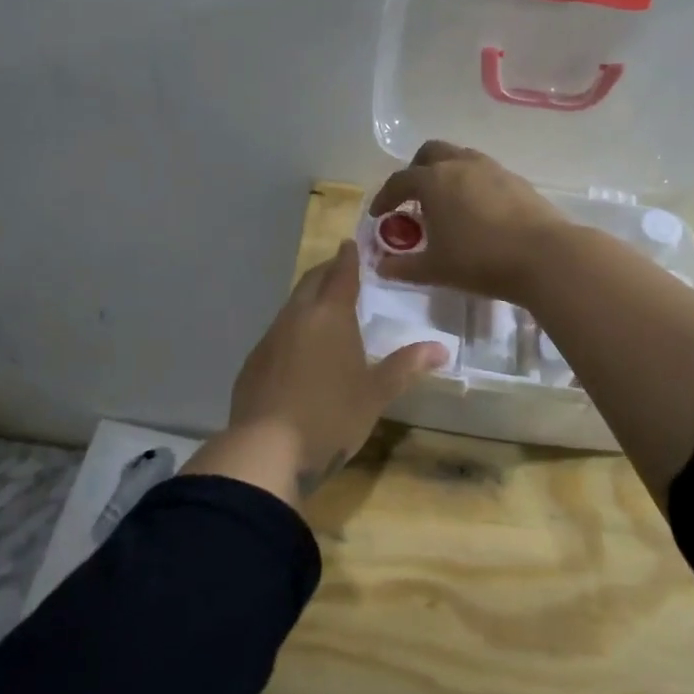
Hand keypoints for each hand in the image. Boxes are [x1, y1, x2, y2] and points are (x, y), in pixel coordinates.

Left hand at [182, 240, 446, 504]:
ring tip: (325, 309)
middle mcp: (296, 317)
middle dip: (327, 272)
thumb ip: (405, 366)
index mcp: (329, 316)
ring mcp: (269, 338)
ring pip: (291, 307)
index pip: (341, 273)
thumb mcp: (375, 394)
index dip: (349, 257)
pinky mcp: (253, 362)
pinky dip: (293, 330)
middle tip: (342, 271)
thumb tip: (441, 348)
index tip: (352, 244)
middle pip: (311, 282)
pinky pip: (277, 334)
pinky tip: (300, 351)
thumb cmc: (331, 416)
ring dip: (308, 300)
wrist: (266, 449)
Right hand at [368, 141, 569, 303]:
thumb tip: (380, 266)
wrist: (544, 257)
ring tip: (445, 204)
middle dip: (416, 171)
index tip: (379, 215)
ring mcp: (492, 168)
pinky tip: (476, 211)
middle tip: (413, 198)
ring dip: (446, 174)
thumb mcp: (434, 269)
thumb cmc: (480, 260)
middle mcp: (460, 165)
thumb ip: (403, 267)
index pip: (399, 181)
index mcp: (433, 181)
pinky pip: (484, 173)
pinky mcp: (517, 180)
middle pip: (430, 153)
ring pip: (460, 158)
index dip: (385, 197)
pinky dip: (471, 184)